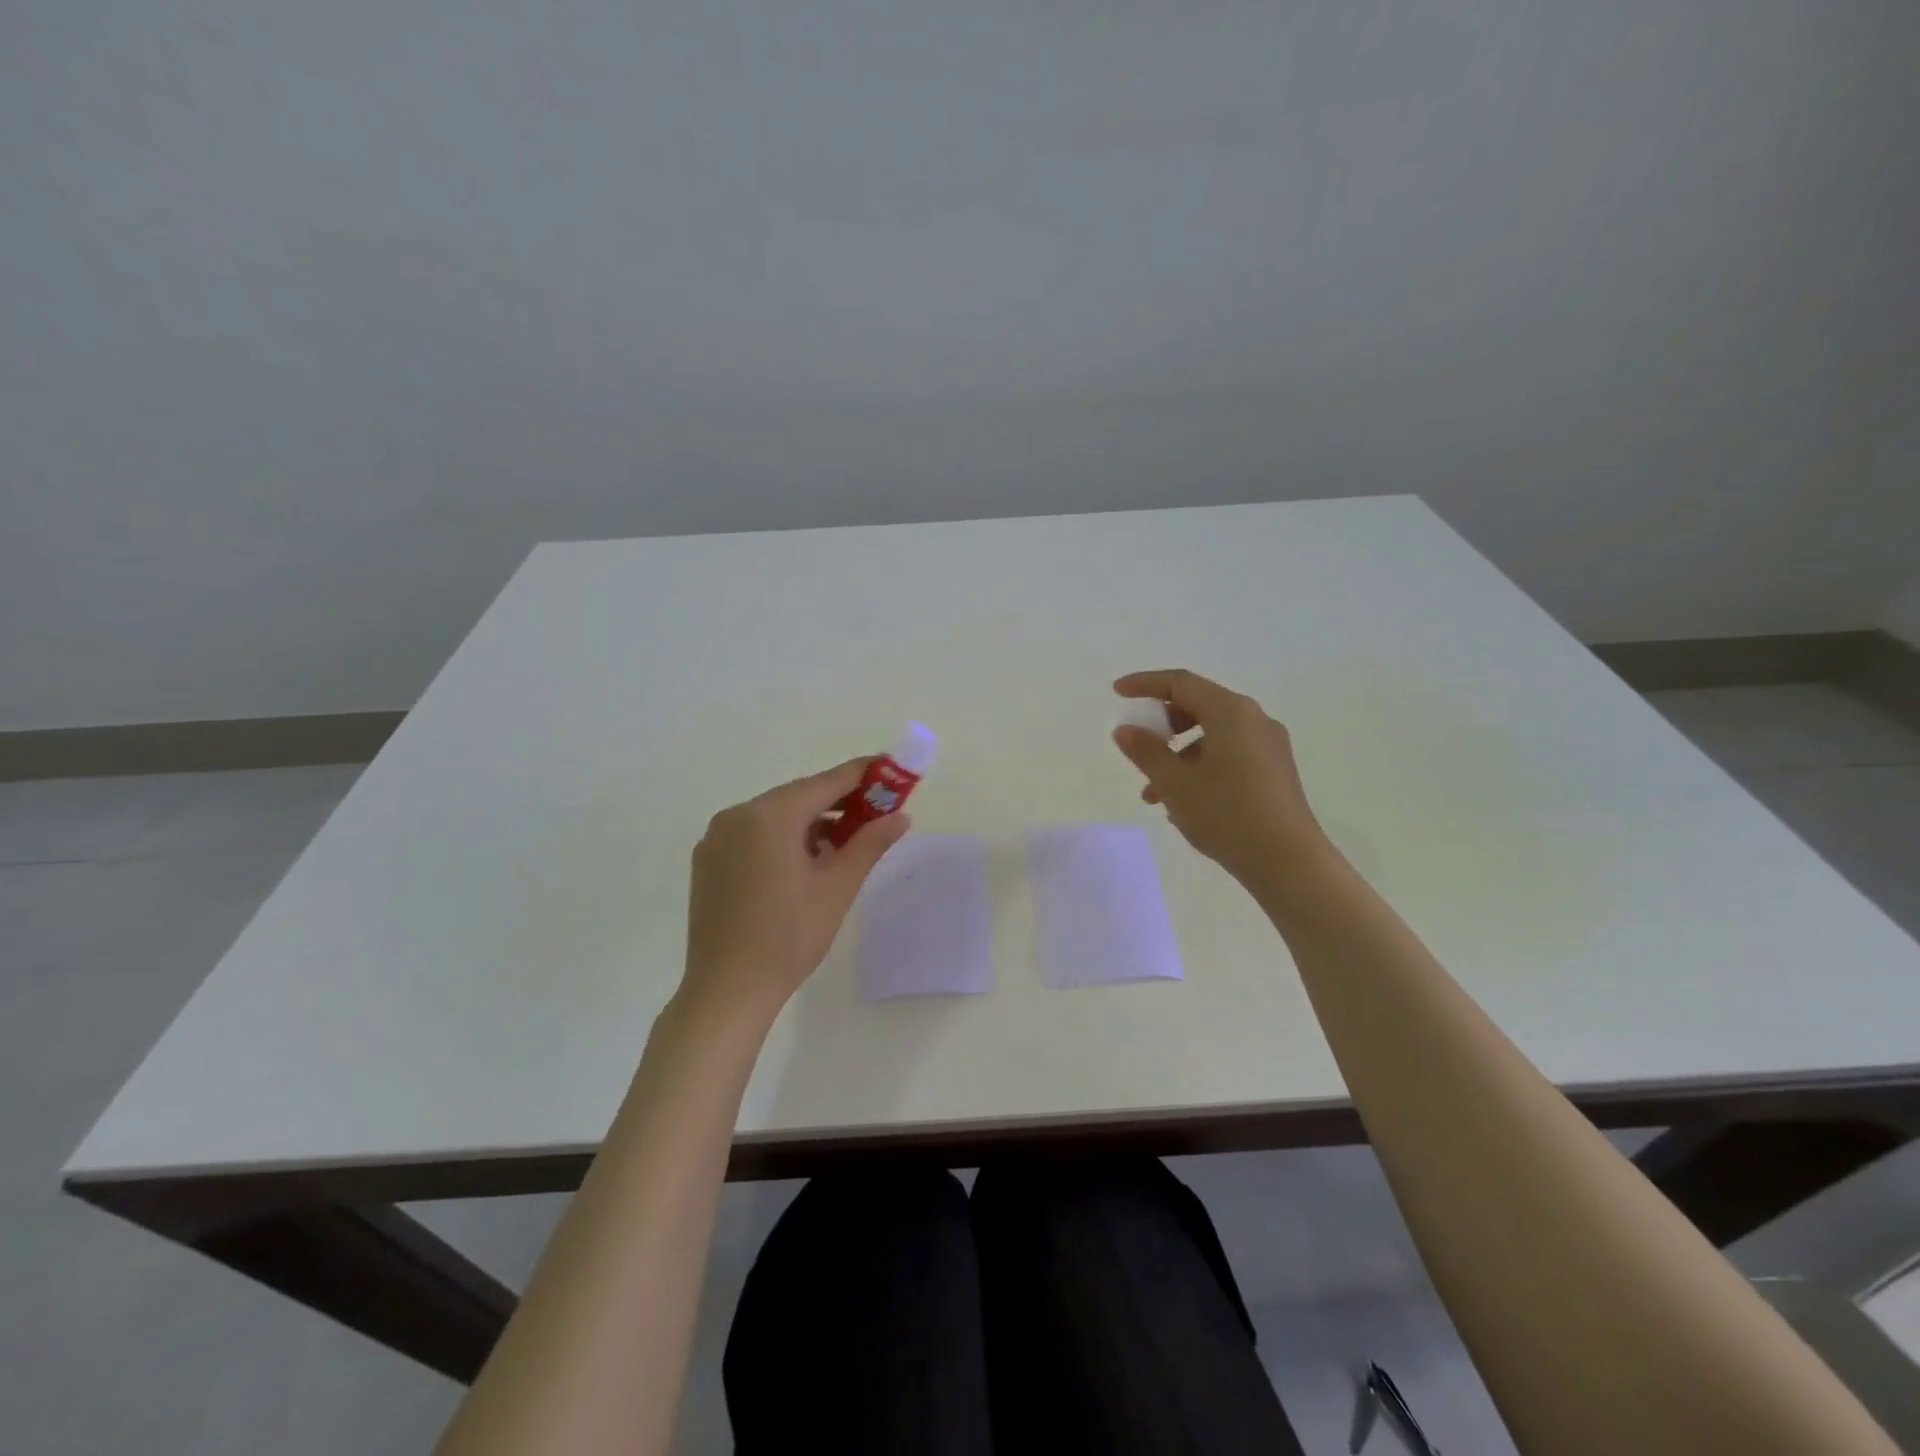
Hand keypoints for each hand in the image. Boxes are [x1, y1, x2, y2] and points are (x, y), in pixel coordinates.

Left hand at [681, 759, 910, 1025]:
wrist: (727, 991)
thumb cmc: (789, 937)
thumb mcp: (837, 887)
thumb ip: (869, 843)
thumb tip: (901, 817)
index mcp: (769, 816)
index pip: (826, 782)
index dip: (862, 775)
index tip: (889, 771)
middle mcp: (737, 815)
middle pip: (798, 796)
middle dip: (838, 801)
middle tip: (874, 812)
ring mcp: (717, 838)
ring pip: (775, 816)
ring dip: (811, 821)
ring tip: (844, 842)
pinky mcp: (707, 861)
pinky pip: (753, 835)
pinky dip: (782, 838)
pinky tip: (804, 862)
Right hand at [1112, 669, 1329, 887]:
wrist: (1288, 863)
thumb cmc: (1226, 814)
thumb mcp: (1175, 783)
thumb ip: (1146, 751)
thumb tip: (1125, 730)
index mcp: (1231, 712)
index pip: (1181, 683)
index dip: (1145, 684)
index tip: (1117, 692)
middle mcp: (1254, 720)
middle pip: (1198, 707)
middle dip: (1162, 726)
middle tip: (1138, 746)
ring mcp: (1268, 746)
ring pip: (1212, 736)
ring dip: (1177, 755)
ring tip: (1153, 794)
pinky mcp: (1274, 772)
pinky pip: (1228, 755)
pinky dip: (1200, 767)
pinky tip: (1183, 804)